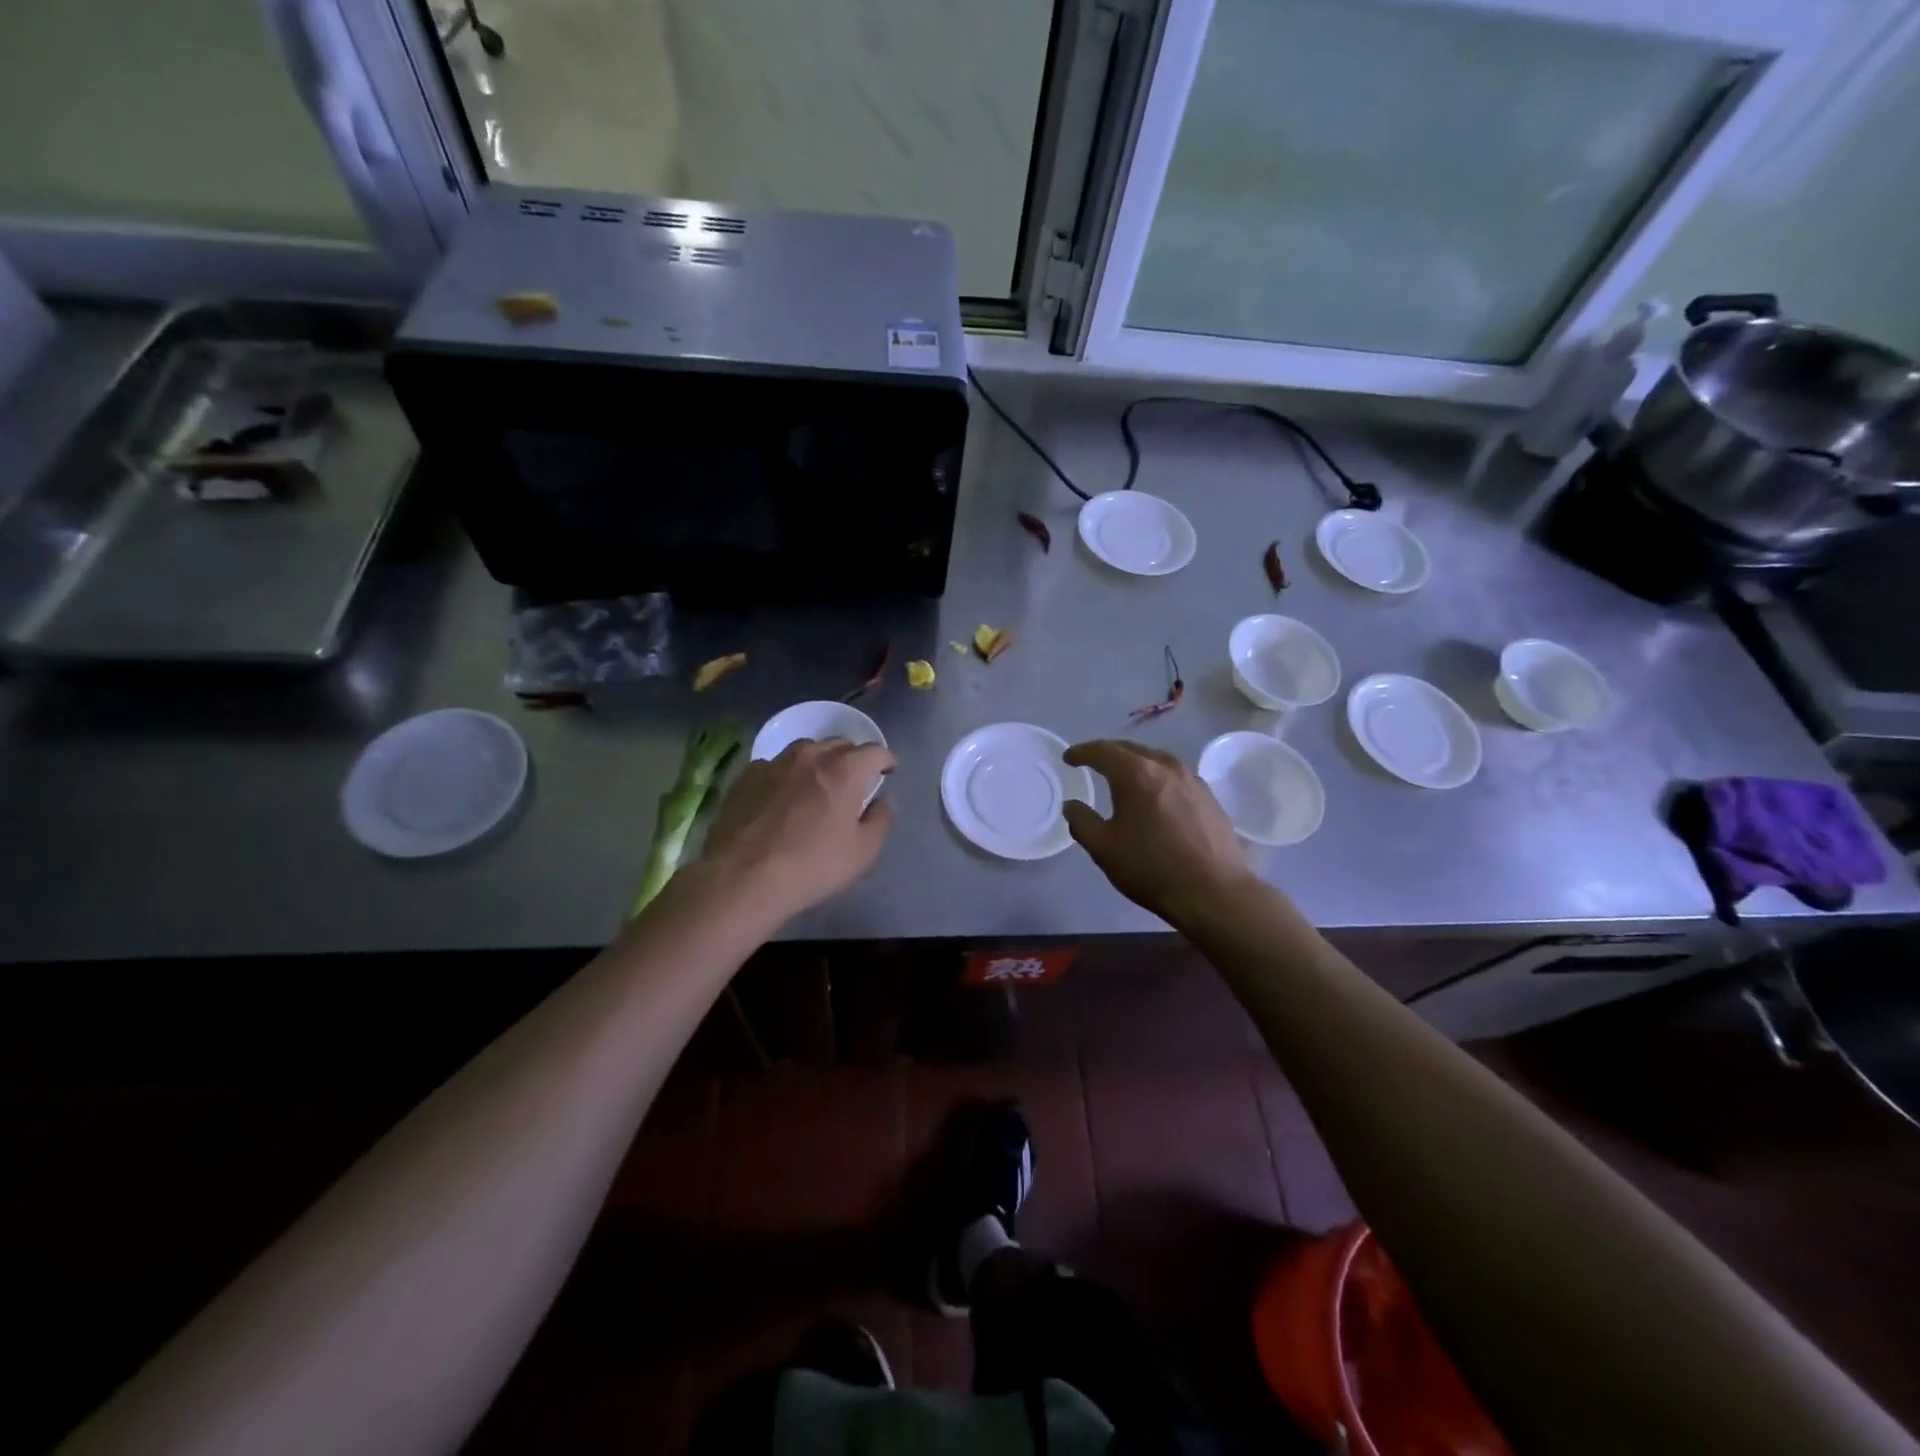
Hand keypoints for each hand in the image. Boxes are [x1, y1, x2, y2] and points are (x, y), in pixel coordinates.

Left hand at [697, 738, 894, 922]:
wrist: (742, 877)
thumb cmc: (812, 866)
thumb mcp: (863, 852)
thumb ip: (880, 820)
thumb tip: (881, 801)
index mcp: (845, 770)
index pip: (875, 751)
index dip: (886, 760)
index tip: (888, 772)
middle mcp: (811, 756)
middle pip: (839, 743)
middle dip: (852, 757)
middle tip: (853, 779)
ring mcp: (775, 763)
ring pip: (805, 749)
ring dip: (818, 760)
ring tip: (816, 781)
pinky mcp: (746, 776)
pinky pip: (774, 765)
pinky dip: (785, 774)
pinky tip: (781, 795)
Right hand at [1062, 740, 1255, 922]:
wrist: (1214, 892)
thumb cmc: (1151, 868)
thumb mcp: (1104, 848)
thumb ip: (1082, 822)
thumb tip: (1072, 805)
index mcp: (1136, 774)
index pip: (1103, 751)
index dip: (1082, 752)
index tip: (1068, 758)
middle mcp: (1166, 767)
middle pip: (1131, 749)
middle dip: (1108, 753)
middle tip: (1092, 762)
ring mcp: (1192, 780)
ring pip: (1157, 759)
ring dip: (1135, 762)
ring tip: (1123, 775)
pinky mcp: (1209, 797)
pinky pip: (1175, 775)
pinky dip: (1157, 776)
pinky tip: (1156, 793)